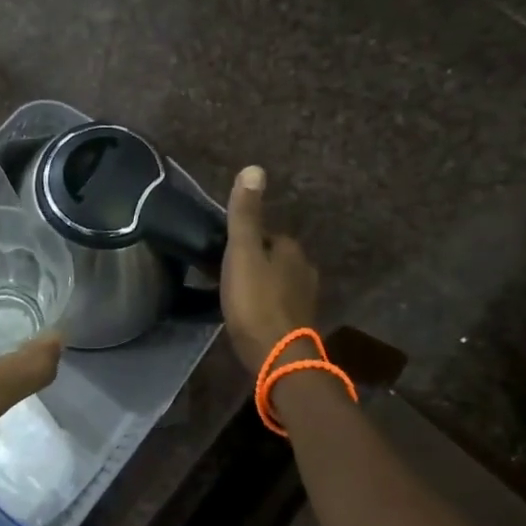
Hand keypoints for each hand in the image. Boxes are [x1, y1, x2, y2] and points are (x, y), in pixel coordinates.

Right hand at [220, 166, 319, 372]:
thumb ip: (245, 215)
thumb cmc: (255, 302)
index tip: (221, 252)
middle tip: (222, 274)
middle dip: (252, 263)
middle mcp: (304, 270)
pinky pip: (277, 304)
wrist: (277, 357)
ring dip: (258, 285)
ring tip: (232, 295)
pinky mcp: (298, 324)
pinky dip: (263, 305)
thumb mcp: (242, 253)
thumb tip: (254, 168)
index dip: (242, 241)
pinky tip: (248, 315)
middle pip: (272, 258)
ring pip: (276, 282)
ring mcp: (304, 299)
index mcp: (291, 250)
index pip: (266, 235)